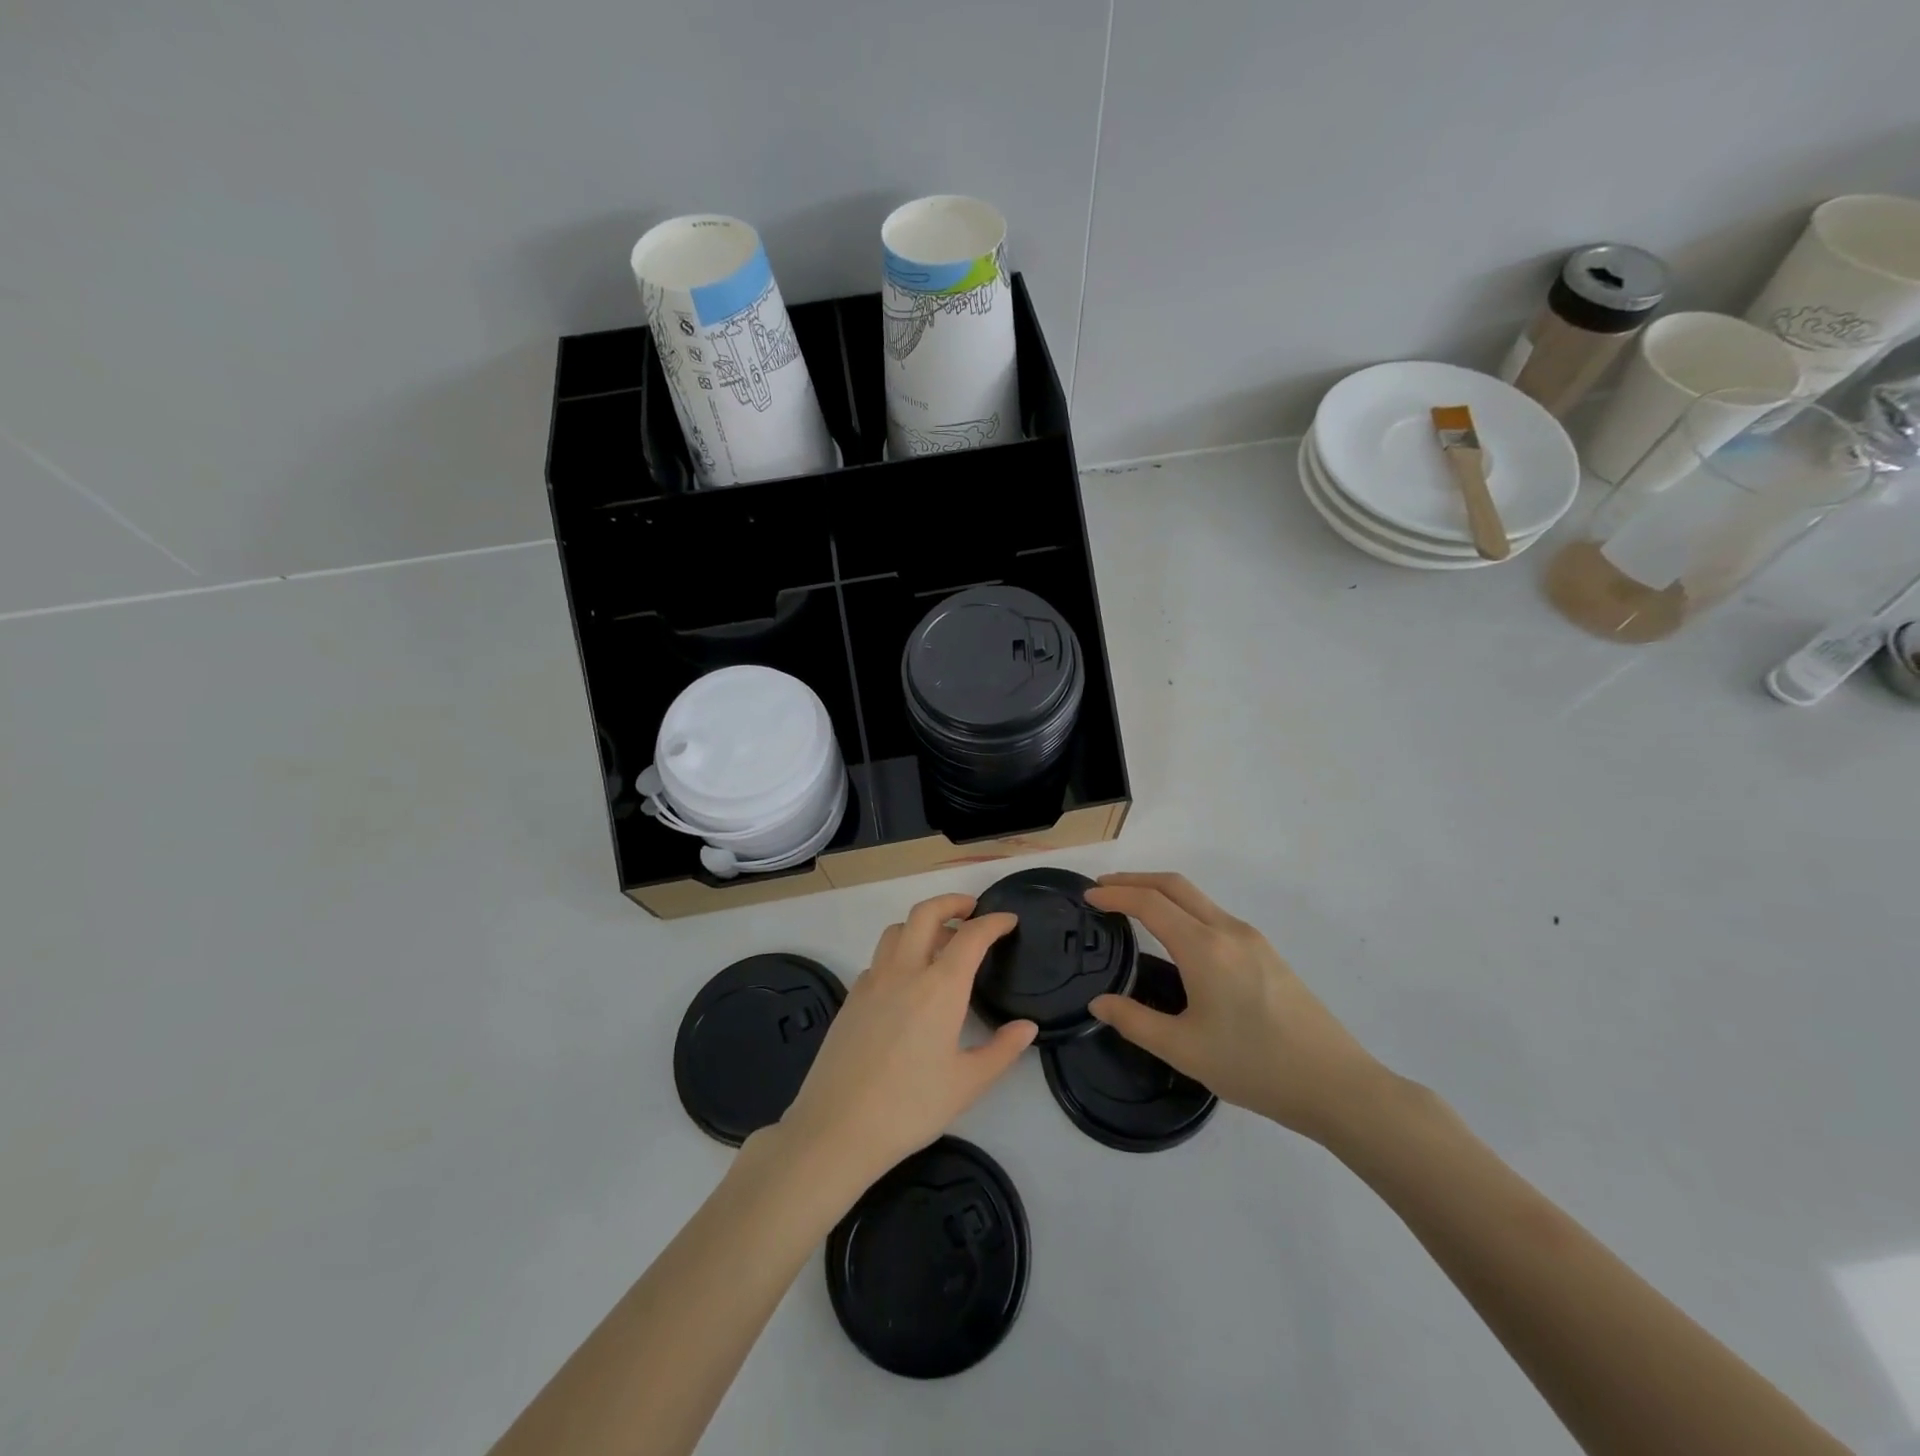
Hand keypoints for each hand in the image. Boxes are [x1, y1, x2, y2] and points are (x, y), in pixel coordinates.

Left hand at [776, 894, 1034, 1195]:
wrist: (836, 1128)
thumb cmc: (910, 1107)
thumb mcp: (967, 1084)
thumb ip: (1002, 1051)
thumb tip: (1026, 1027)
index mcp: (939, 987)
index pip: (971, 937)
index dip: (993, 923)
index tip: (1008, 921)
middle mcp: (904, 972)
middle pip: (925, 913)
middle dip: (951, 902)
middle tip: (971, 909)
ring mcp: (872, 981)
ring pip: (897, 930)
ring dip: (921, 924)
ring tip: (940, 942)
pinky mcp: (851, 998)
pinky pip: (879, 959)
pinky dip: (898, 953)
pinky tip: (906, 982)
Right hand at [1084, 873, 1386, 1143]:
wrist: (1336, 1085)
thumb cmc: (1254, 1066)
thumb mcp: (1184, 1050)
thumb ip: (1134, 1021)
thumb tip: (1099, 1003)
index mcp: (1204, 947)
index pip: (1149, 903)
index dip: (1115, 894)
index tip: (1088, 896)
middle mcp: (1228, 930)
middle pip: (1174, 885)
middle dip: (1135, 879)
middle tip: (1103, 886)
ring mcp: (1252, 939)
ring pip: (1197, 898)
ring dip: (1160, 892)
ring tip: (1132, 907)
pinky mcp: (1267, 953)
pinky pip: (1214, 914)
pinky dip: (1183, 909)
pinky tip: (1175, 936)